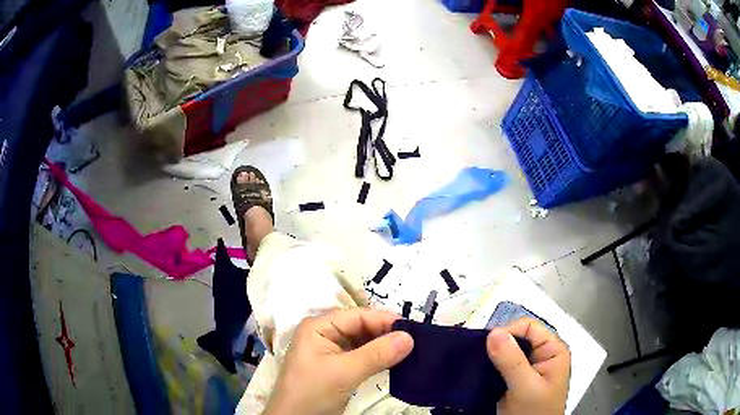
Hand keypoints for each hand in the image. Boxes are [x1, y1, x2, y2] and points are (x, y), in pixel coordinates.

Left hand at [264, 309, 413, 414]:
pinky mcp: (339, 367)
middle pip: (361, 327)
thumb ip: (377, 354)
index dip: (385, 320)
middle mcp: (325, 334)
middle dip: (386, 333)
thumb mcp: (344, 372)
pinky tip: (396, 361)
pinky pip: (363, 356)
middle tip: (416, 340)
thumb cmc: (313, 392)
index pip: (357, 316)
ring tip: (411, 350)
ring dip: (385, 346)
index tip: (414, 329)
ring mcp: (332, 351)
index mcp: (319, 326)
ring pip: (364, 342)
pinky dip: (379, 358)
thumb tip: (410, 337)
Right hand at [487, 318, 570, 414]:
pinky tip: (480, 372)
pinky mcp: (516, 380)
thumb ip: (512, 360)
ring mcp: (529, 368)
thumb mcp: (525, 387)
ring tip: (476, 364)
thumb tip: (493, 332)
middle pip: (518, 337)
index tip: (486, 346)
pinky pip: (502, 365)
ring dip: (492, 356)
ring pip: (508, 351)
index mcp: (553, 350)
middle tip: (478, 357)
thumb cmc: (534, 412)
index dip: (508, 332)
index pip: (529, 327)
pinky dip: (490, 367)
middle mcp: (543, 355)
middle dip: (498, 345)